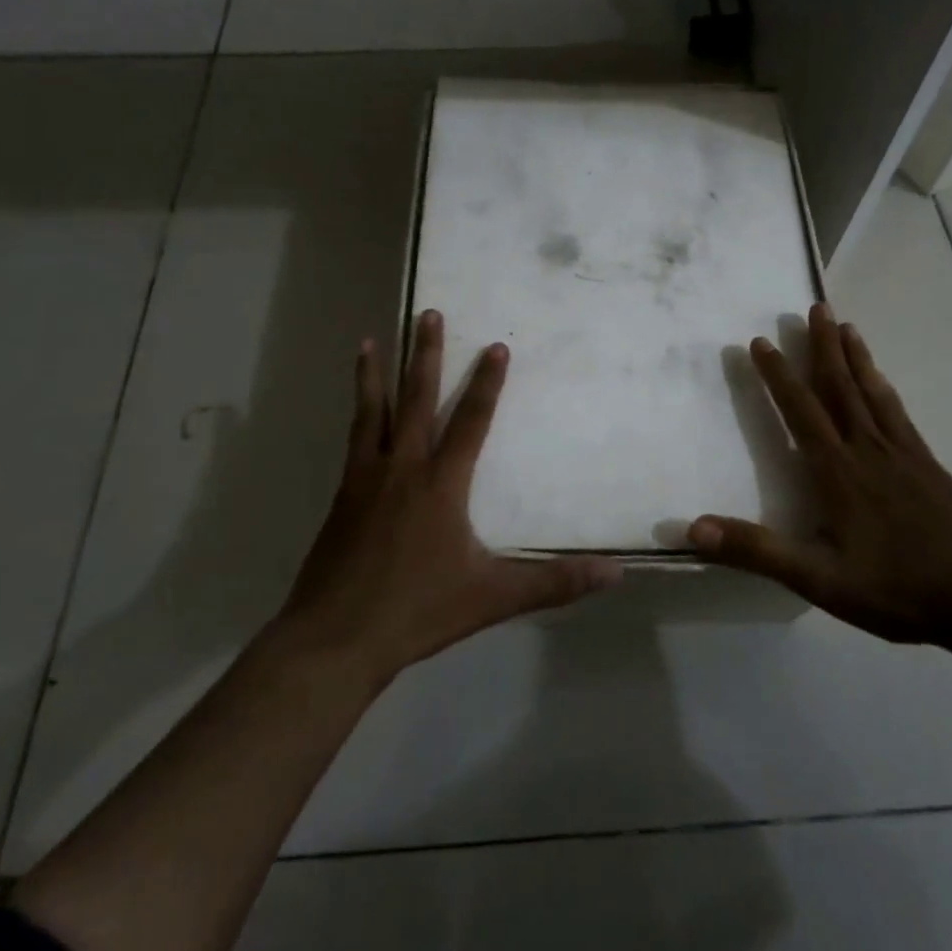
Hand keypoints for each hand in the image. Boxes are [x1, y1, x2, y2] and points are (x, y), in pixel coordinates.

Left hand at [279, 309, 621, 682]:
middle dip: (425, 354)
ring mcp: (366, 479)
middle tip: (428, 313)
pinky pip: (354, 440)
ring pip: (373, 412)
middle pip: (416, 398)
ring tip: (370, 339)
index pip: (471, 421)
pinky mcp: (343, 497)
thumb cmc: (418, 610)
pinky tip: (358, 411)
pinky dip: (358, 414)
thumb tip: (615, 572)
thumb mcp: (493, 597)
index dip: (487, 382)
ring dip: (376, 373)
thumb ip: (554, 582)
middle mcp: (403, 468)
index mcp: (441, 484)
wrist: (336, 637)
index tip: (495, 346)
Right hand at [689, 303, 951, 642]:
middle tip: (814, 306)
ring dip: (854, 355)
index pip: (800, 412)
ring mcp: (901, 452)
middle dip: (821, 347)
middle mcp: (866, 450)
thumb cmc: (896, 589)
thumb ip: (758, 551)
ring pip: (870, 391)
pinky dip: (882, 385)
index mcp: (836, 473)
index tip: (760, 341)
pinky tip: (881, 379)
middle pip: (839, 387)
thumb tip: (695, 528)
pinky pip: (897, 410)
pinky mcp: (927, 462)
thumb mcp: (819, 580)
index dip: (778, 376)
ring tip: (843, 324)